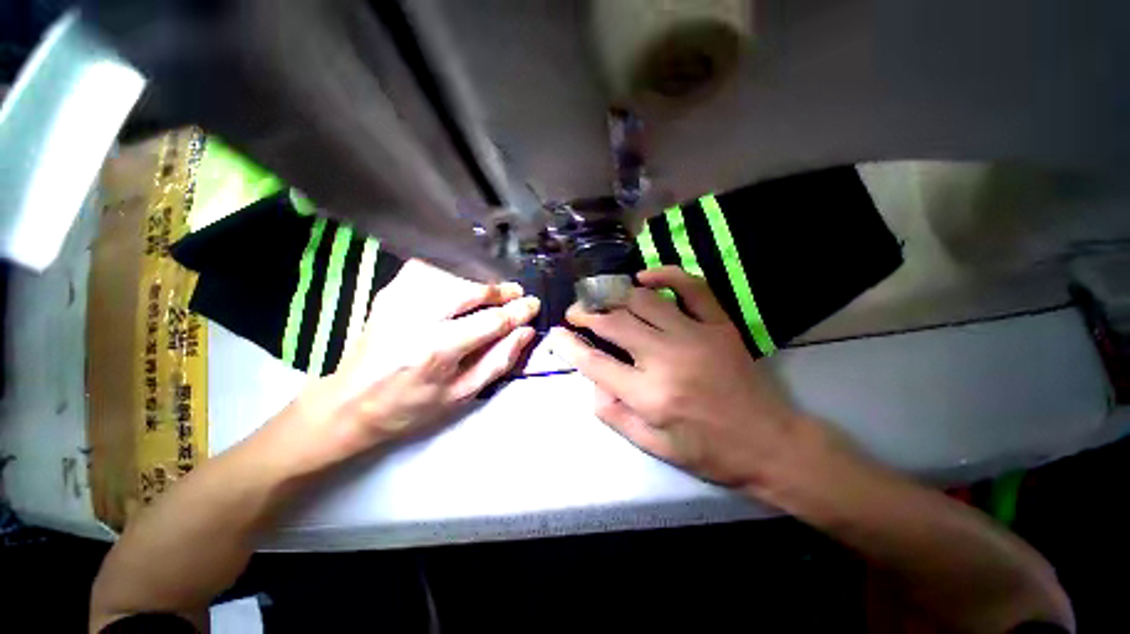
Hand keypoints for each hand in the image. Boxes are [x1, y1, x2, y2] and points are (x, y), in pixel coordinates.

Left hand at [272, 259, 539, 473]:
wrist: (348, 403)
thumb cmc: (409, 406)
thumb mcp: (460, 394)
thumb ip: (498, 361)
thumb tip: (525, 332)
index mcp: (436, 349)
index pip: (491, 320)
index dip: (518, 311)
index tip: (533, 305)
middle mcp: (416, 317)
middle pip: (471, 289)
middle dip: (501, 290)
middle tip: (517, 296)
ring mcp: (398, 299)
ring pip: (452, 274)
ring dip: (479, 280)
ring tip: (493, 293)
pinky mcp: (388, 292)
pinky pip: (428, 269)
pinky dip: (452, 272)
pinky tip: (461, 284)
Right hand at [549, 266, 806, 488]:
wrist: (770, 443)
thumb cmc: (709, 451)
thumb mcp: (654, 447)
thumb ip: (614, 415)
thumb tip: (591, 383)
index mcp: (650, 395)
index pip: (595, 363)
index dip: (569, 346)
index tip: (557, 334)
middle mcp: (668, 359)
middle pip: (615, 324)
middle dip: (587, 314)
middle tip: (576, 312)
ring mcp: (697, 336)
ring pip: (644, 301)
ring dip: (615, 296)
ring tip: (601, 298)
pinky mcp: (719, 325)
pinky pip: (691, 287)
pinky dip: (665, 274)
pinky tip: (644, 276)